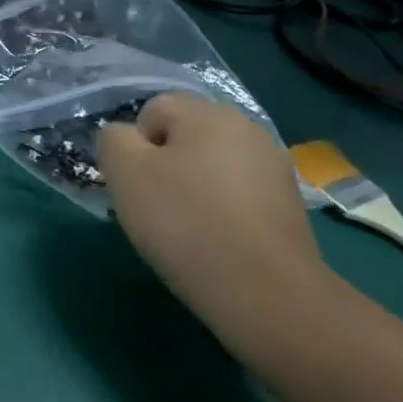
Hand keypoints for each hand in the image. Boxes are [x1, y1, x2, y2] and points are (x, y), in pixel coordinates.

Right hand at [97, 92, 346, 361]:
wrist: (264, 291)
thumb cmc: (185, 221)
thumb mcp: (124, 171)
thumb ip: (113, 139)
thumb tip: (125, 138)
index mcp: (208, 112)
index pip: (153, 110)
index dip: (135, 146)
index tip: (136, 184)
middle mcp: (247, 128)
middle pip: (185, 136)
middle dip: (164, 165)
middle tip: (154, 207)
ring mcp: (274, 167)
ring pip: (210, 166)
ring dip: (192, 187)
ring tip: (186, 228)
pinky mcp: (289, 204)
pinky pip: (236, 194)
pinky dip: (220, 210)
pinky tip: (217, 241)